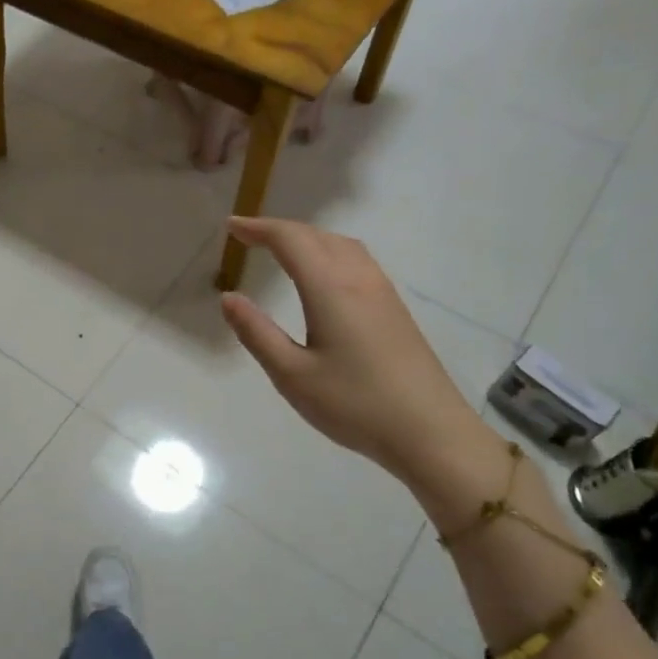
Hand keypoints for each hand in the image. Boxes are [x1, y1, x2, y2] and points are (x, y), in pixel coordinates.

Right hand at [219, 217, 485, 479]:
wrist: (430, 431)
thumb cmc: (354, 404)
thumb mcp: (291, 374)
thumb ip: (256, 332)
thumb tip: (228, 298)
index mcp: (330, 289)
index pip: (290, 241)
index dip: (258, 229)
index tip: (231, 227)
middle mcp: (359, 279)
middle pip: (317, 236)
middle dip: (279, 229)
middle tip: (247, 235)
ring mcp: (382, 292)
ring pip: (341, 245)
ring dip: (307, 237)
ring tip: (280, 248)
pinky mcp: (394, 309)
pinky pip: (357, 260)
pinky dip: (328, 251)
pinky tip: (322, 273)